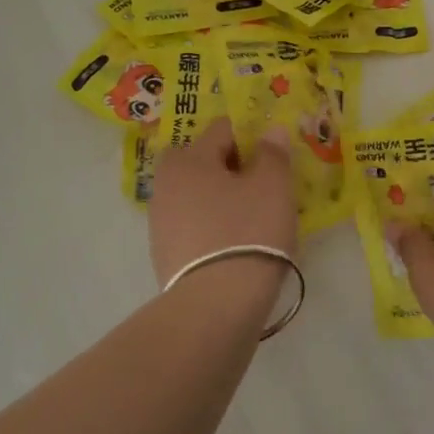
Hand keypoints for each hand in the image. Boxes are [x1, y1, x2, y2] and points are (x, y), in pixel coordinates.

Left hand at [149, 118, 297, 305]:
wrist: (216, 304)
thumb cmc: (248, 231)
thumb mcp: (273, 186)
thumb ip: (273, 153)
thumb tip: (271, 131)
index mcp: (189, 159)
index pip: (222, 130)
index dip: (250, 139)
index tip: (271, 160)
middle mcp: (166, 184)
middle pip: (202, 162)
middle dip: (229, 169)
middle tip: (260, 188)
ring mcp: (160, 222)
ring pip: (196, 196)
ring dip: (220, 200)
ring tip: (251, 220)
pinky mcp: (163, 255)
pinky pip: (193, 226)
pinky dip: (211, 228)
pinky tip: (234, 245)